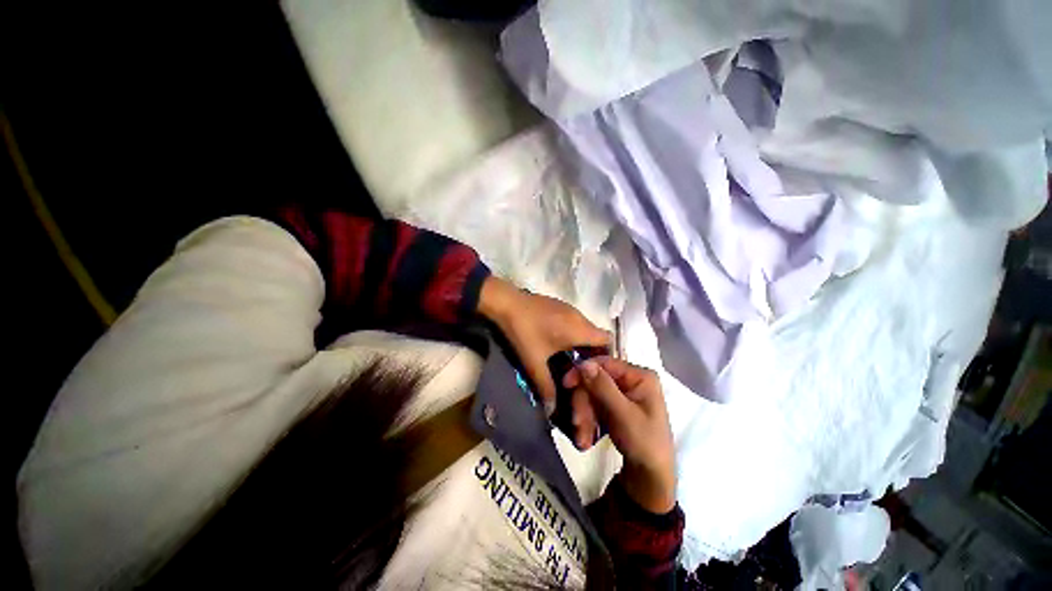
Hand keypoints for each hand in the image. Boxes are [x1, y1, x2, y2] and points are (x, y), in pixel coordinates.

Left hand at [478, 277, 609, 414]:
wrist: (506, 302)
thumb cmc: (524, 332)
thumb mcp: (534, 362)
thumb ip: (546, 387)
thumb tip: (551, 410)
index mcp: (579, 329)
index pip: (608, 340)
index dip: (606, 356)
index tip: (596, 372)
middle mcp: (579, 316)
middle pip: (597, 335)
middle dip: (592, 353)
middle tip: (580, 371)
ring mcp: (569, 308)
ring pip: (585, 328)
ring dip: (581, 343)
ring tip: (569, 359)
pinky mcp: (559, 305)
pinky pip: (574, 321)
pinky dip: (573, 333)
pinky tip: (556, 343)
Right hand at [563, 357, 675, 513]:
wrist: (651, 478)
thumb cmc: (644, 444)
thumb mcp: (624, 415)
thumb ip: (603, 387)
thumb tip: (583, 364)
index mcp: (639, 376)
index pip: (605, 363)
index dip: (583, 372)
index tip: (566, 384)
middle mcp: (630, 380)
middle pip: (595, 381)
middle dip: (583, 403)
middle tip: (577, 423)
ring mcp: (621, 394)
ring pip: (591, 394)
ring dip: (583, 415)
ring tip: (582, 439)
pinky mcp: (614, 406)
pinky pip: (594, 405)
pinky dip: (588, 420)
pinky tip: (585, 438)